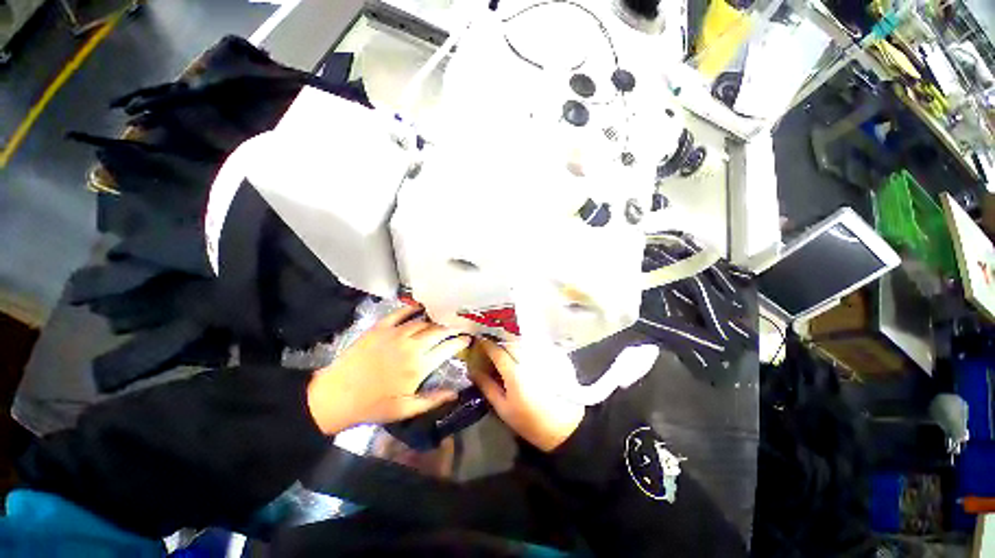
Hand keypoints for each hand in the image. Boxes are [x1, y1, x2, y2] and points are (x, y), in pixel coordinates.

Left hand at [307, 306, 469, 434]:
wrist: (337, 395)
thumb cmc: (374, 405)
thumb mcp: (405, 409)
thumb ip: (433, 399)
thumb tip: (456, 392)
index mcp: (419, 366)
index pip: (448, 347)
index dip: (460, 341)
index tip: (468, 338)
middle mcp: (412, 346)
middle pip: (438, 330)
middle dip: (452, 327)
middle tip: (458, 326)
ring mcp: (395, 334)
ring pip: (422, 321)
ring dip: (435, 320)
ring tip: (442, 320)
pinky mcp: (380, 328)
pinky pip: (400, 313)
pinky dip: (411, 309)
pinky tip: (419, 308)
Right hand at [470, 339, 584, 451]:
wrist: (564, 428)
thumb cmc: (530, 422)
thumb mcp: (503, 408)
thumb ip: (487, 387)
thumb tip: (473, 371)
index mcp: (516, 373)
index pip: (498, 351)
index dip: (487, 345)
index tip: (479, 341)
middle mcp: (530, 360)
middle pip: (510, 342)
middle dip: (499, 341)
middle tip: (491, 347)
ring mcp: (544, 357)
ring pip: (523, 341)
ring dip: (512, 342)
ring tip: (506, 350)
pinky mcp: (555, 357)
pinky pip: (535, 344)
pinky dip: (525, 345)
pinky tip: (522, 354)